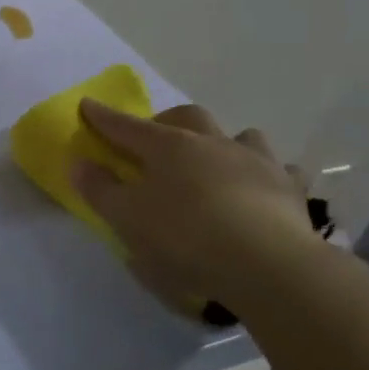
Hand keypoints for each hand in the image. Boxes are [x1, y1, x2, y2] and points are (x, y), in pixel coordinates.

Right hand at [71, 101, 327, 318]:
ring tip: (216, 161)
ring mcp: (256, 161)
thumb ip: (100, 190)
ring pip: (240, 136)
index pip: (127, 127)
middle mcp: (213, 143)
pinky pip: (280, 171)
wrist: (266, 264)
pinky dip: (267, 175)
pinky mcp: (289, 188)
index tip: (87, 105)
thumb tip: (79, 162)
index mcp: (169, 148)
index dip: (104, 118)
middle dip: (166, 122)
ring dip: (223, 142)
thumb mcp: (128, 219)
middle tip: (155, 139)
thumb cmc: (185, 238)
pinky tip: (263, 190)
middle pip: (187, 118)